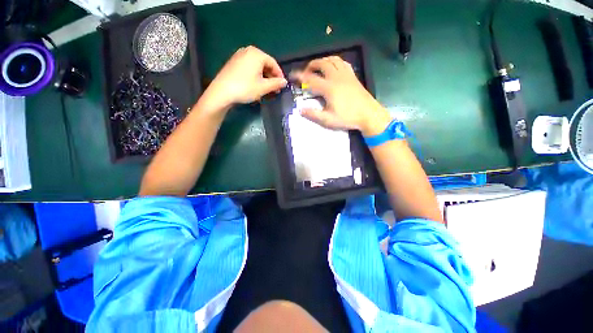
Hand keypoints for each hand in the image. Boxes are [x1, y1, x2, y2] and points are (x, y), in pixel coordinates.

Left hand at [197, 46, 286, 113]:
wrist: (222, 92)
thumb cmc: (245, 88)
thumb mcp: (263, 87)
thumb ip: (276, 83)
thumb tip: (284, 82)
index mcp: (257, 54)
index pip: (273, 63)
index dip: (279, 75)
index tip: (282, 86)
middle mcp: (248, 51)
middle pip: (265, 64)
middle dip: (271, 77)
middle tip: (275, 89)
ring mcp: (239, 56)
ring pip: (257, 67)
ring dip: (264, 78)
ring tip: (266, 90)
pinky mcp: (234, 63)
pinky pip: (249, 68)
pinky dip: (255, 76)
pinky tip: (256, 86)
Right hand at [291, 56, 390, 135]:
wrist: (368, 115)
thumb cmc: (347, 118)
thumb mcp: (328, 120)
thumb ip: (313, 115)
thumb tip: (301, 110)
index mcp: (329, 88)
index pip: (311, 79)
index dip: (300, 76)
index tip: (292, 75)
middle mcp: (337, 77)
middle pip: (322, 64)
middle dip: (311, 65)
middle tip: (305, 72)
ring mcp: (346, 75)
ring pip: (332, 60)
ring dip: (322, 61)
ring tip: (317, 67)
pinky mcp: (353, 76)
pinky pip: (342, 63)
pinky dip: (334, 62)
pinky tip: (333, 67)